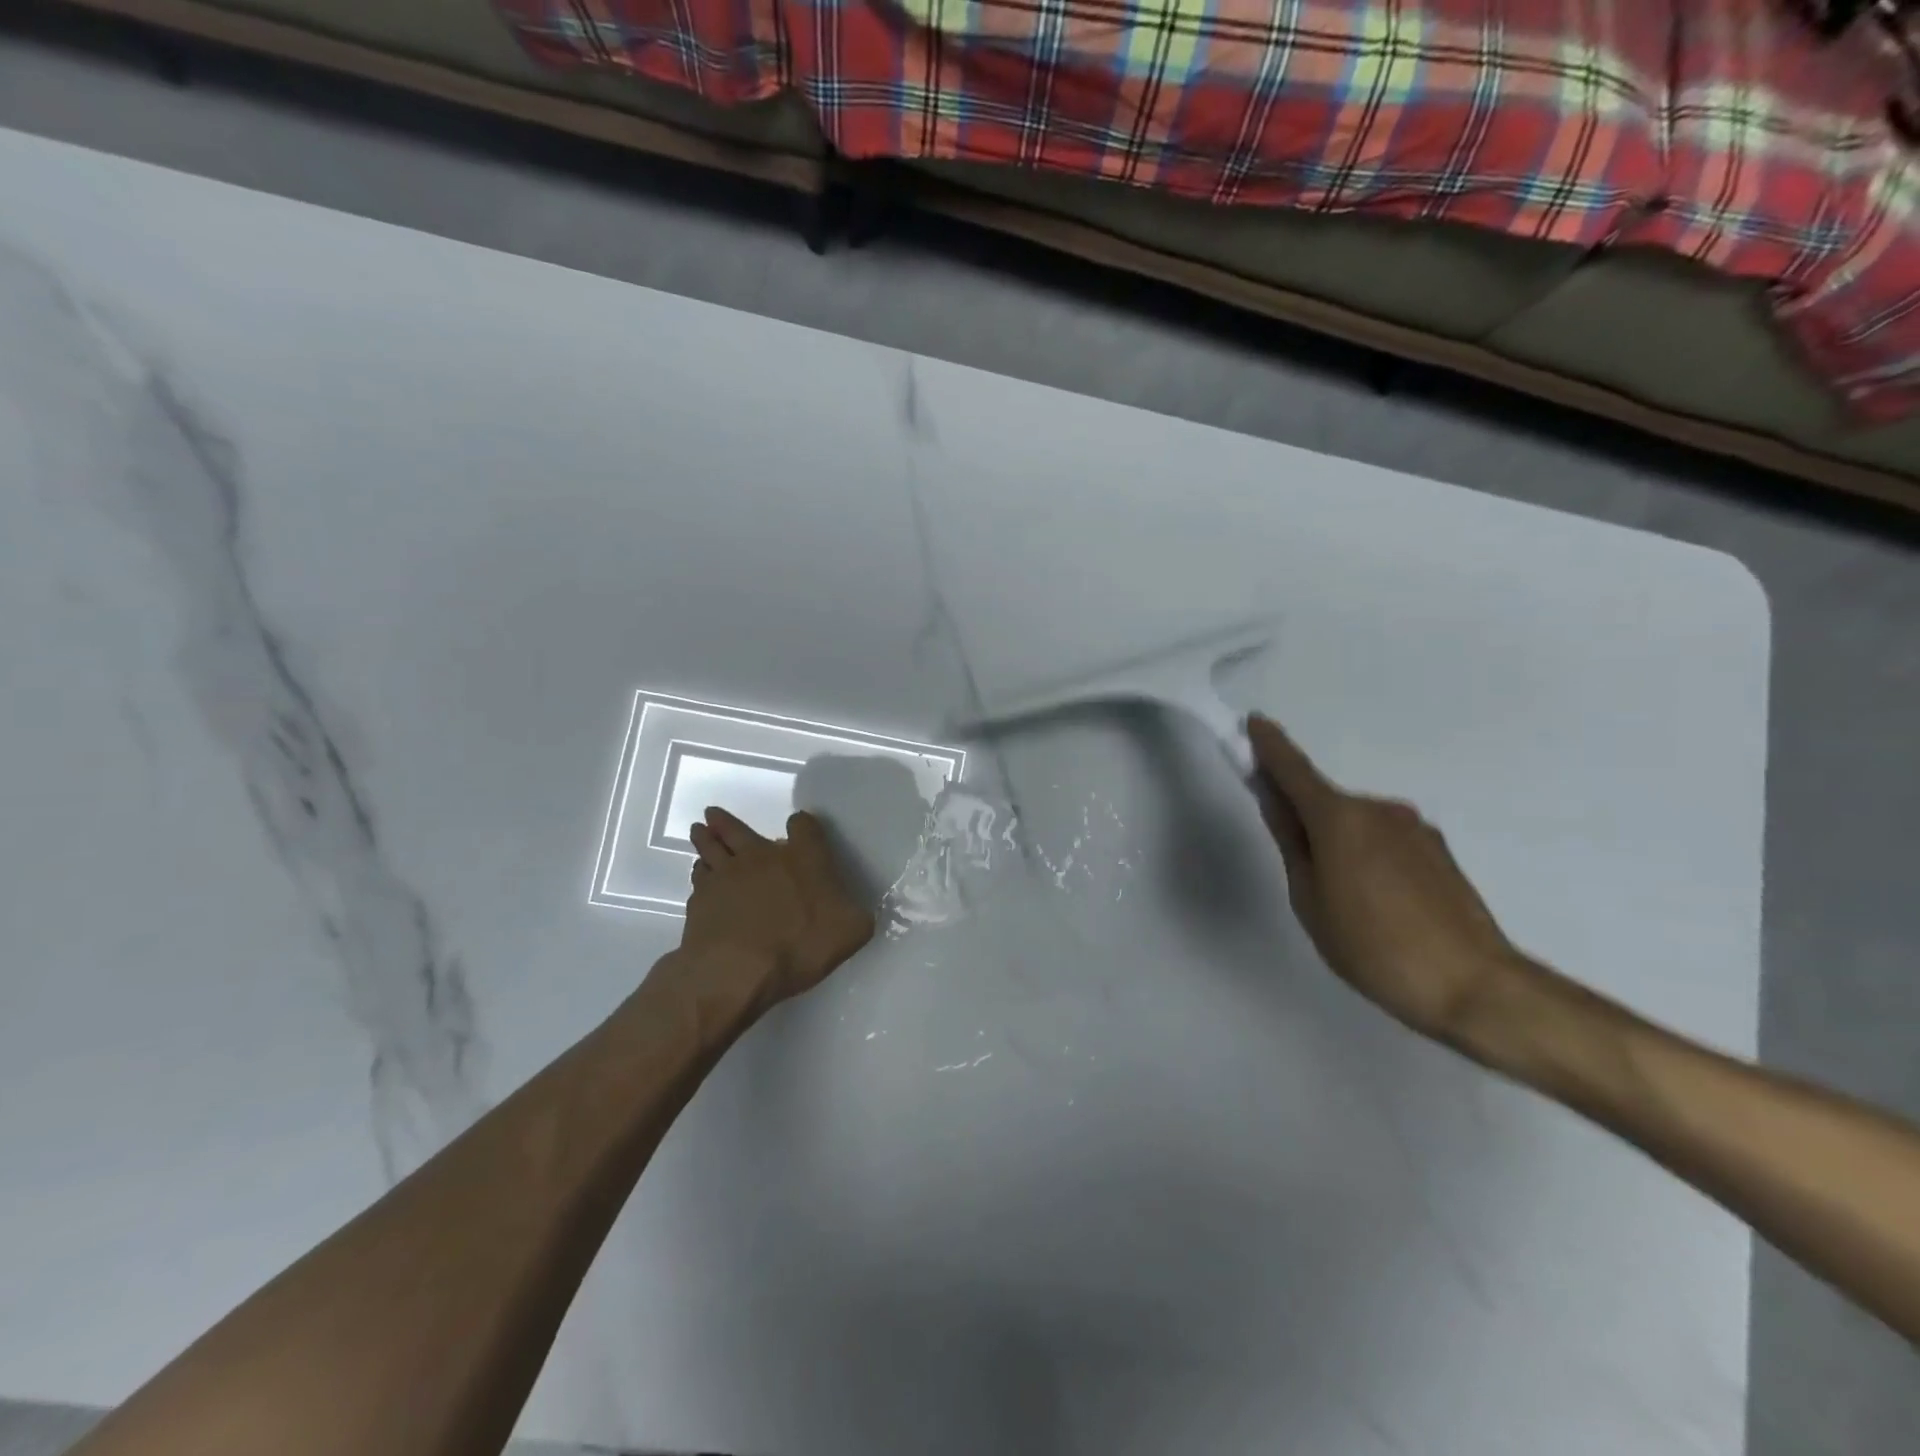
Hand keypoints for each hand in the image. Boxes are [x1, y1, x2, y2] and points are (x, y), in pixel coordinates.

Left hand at [681, 805, 874, 1014]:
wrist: (737, 970)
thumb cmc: (800, 945)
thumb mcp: (850, 932)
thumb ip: (856, 914)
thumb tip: (855, 910)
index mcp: (803, 858)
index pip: (804, 826)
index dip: (803, 826)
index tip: (800, 829)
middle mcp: (762, 856)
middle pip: (739, 829)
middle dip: (728, 821)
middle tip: (713, 813)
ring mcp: (726, 875)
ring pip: (711, 847)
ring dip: (706, 838)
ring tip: (700, 830)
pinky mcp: (700, 899)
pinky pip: (699, 877)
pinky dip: (700, 873)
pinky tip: (701, 876)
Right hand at [1247, 713, 1530, 1043]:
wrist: (1474, 985)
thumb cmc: (1372, 946)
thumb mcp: (1309, 898)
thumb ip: (1290, 841)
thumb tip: (1274, 799)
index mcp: (1339, 817)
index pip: (1293, 769)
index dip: (1269, 745)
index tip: (1252, 722)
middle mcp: (1378, 809)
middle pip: (1324, 801)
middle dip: (1302, 817)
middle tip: (1296, 866)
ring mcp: (1413, 827)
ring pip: (1356, 823)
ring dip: (1338, 842)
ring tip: (1343, 900)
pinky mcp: (1437, 850)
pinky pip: (1384, 840)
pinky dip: (1366, 855)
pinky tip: (1376, 902)